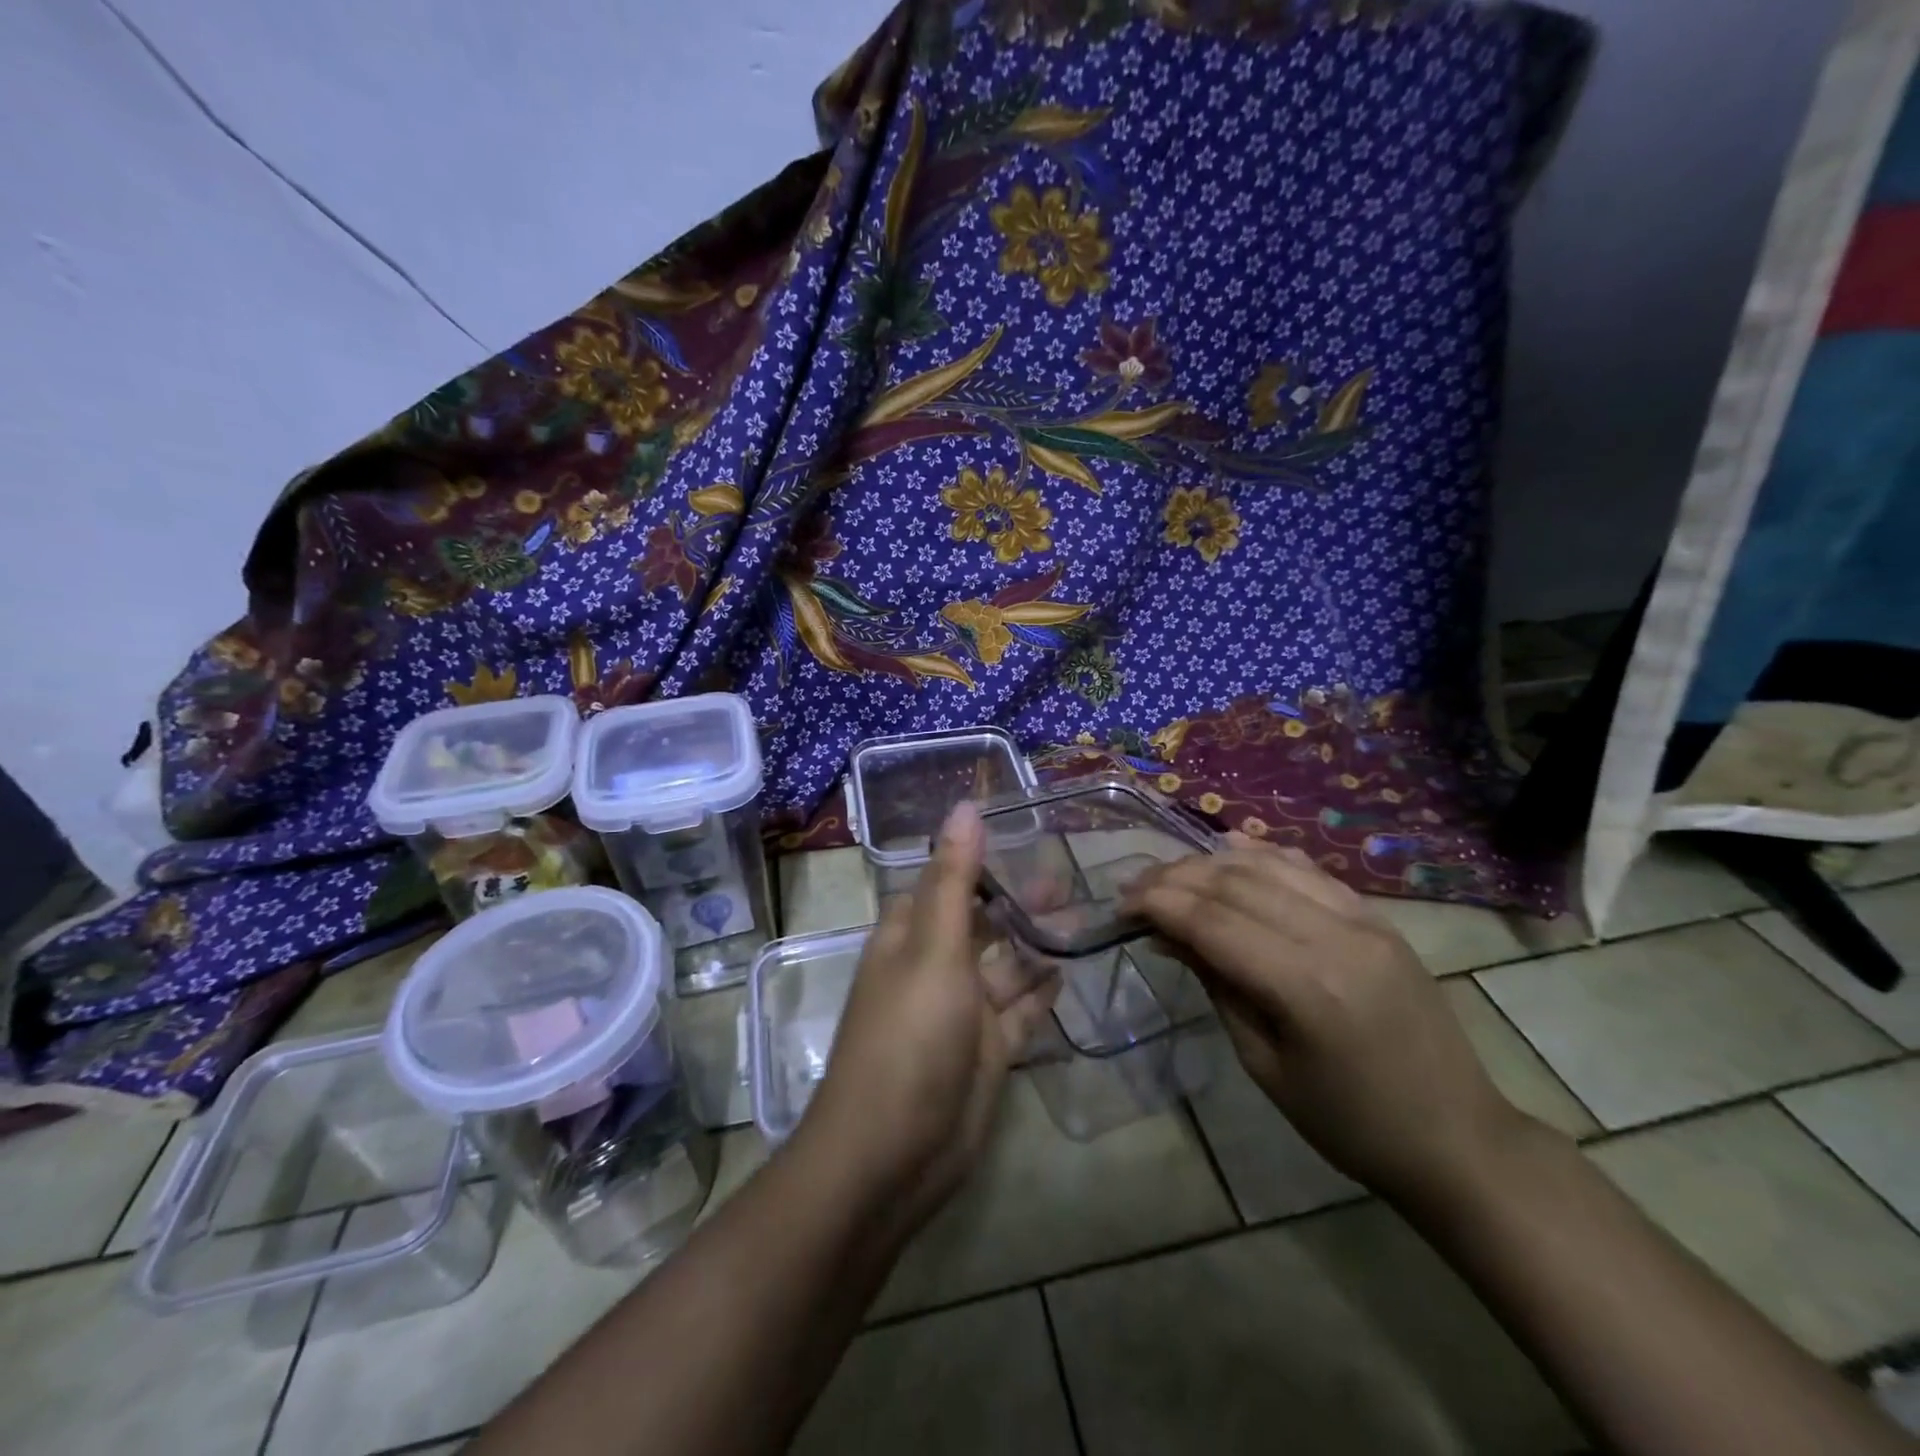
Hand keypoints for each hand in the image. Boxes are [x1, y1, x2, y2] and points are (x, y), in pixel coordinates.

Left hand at [800, 801, 1057, 1229]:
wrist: (893, 1154)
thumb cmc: (910, 1036)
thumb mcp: (934, 948)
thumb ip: (955, 879)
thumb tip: (965, 806)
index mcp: (911, 935)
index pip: (946, 881)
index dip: (979, 859)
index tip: (1025, 834)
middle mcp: (935, 967)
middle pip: (981, 922)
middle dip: (1018, 901)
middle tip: (1069, 878)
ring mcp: (962, 1012)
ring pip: (1005, 966)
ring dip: (1036, 943)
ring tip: (1082, 916)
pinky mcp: (987, 1051)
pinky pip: (1019, 1012)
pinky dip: (1040, 992)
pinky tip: (1068, 970)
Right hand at [1122, 834, 1528, 1208]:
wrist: (1458, 1138)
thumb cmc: (1349, 1123)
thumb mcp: (1265, 1064)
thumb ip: (1217, 985)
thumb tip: (1167, 933)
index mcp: (1305, 987)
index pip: (1212, 920)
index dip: (1158, 904)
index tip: (1120, 906)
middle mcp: (1335, 936)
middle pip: (1235, 883)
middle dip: (1175, 878)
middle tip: (1135, 889)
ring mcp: (1364, 919)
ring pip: (1269, 864)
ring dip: (1211, 862)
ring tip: (1172, 875)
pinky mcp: (1378, 917)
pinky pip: (1309, 869)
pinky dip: (1261, 854)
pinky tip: (1228, 850)